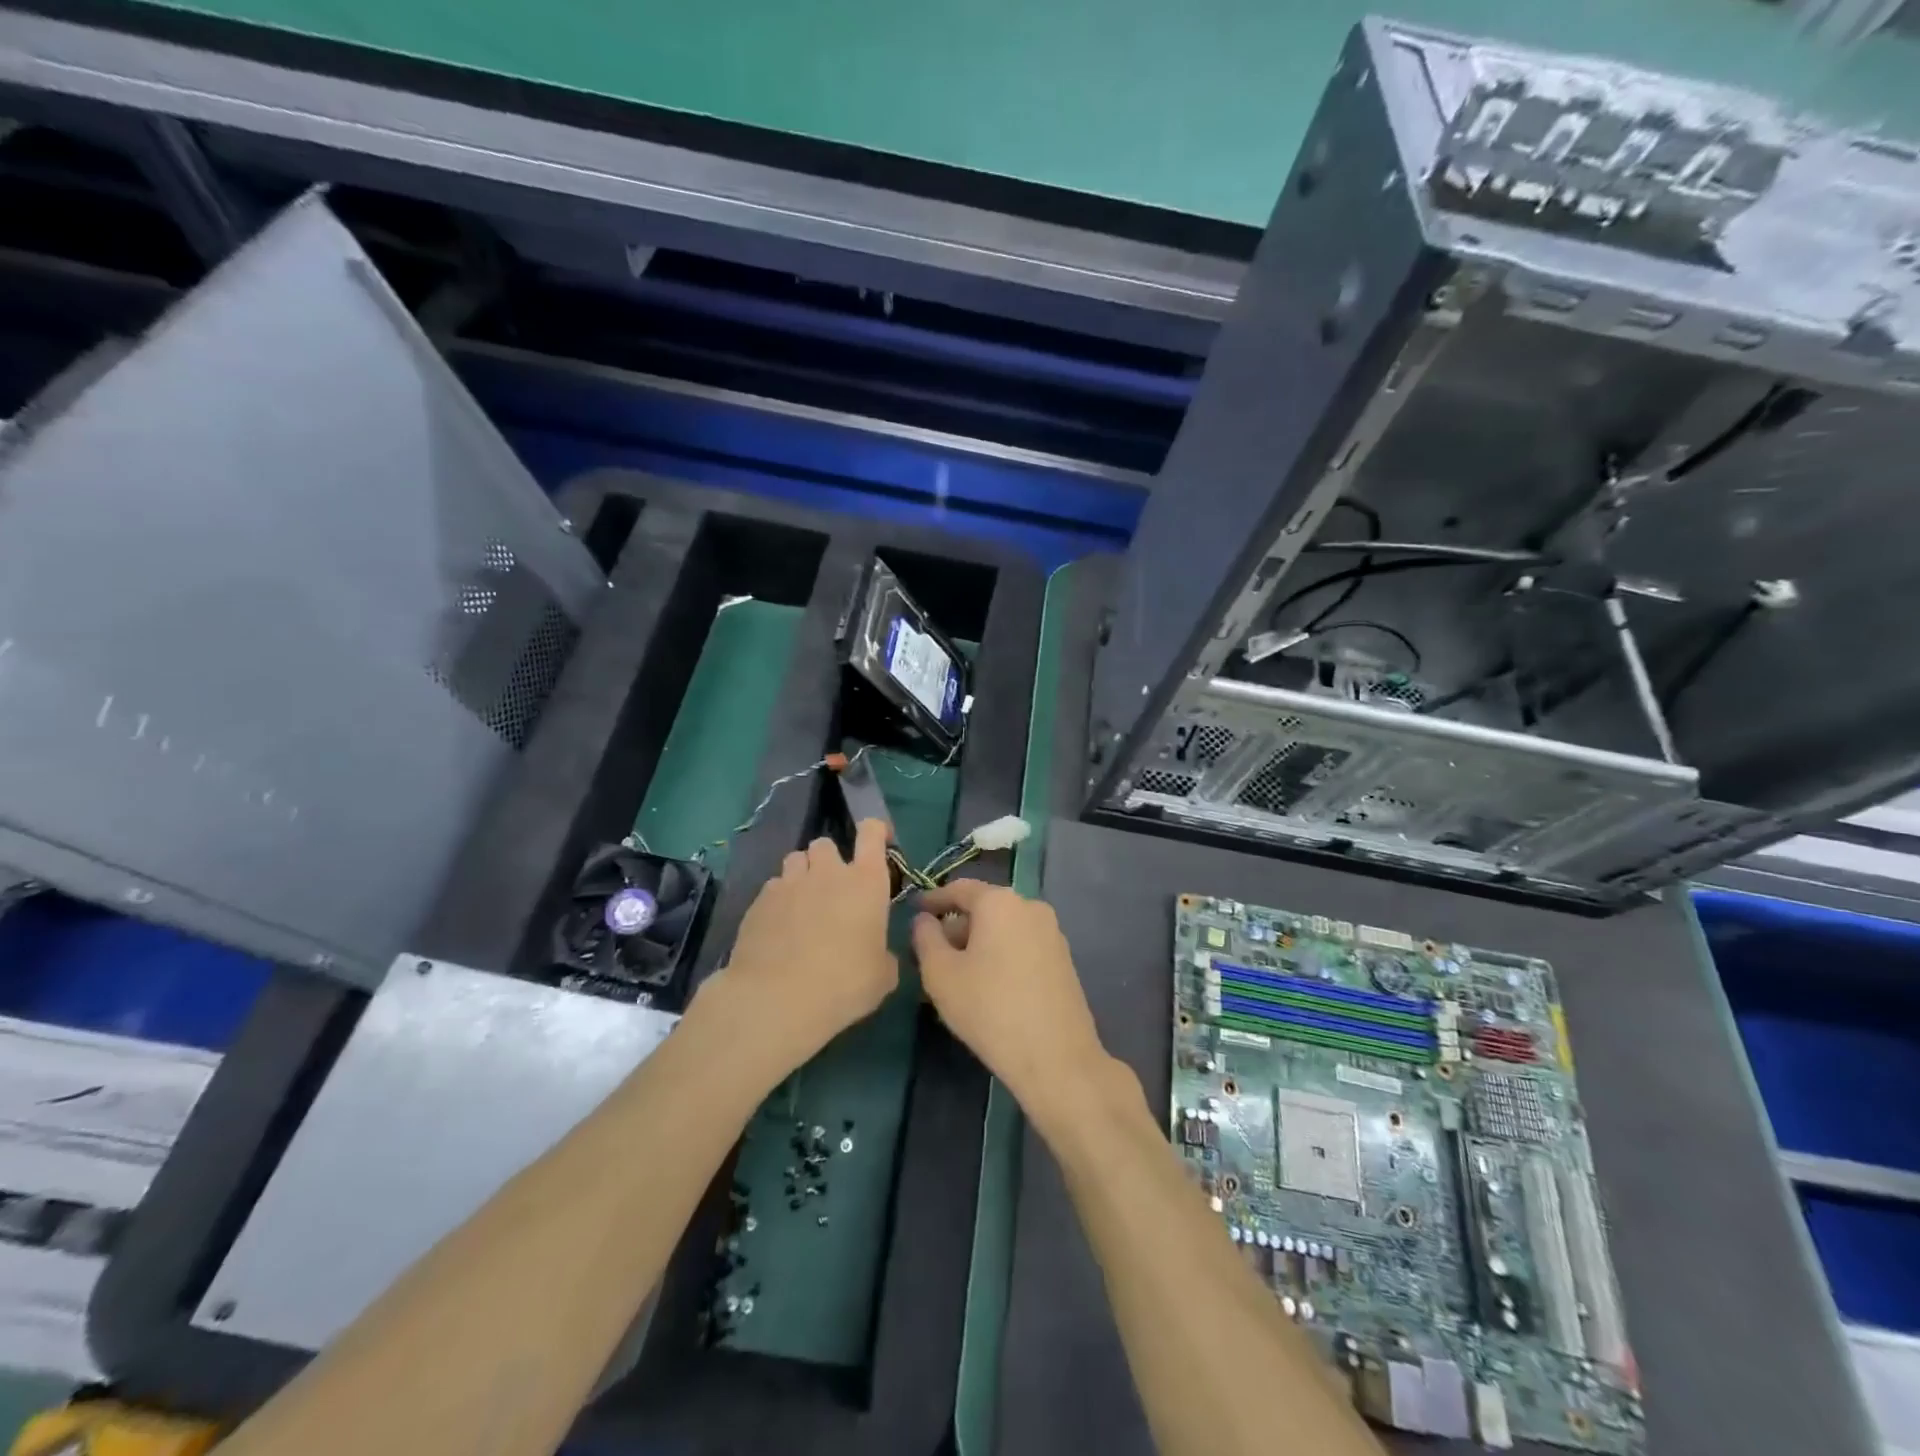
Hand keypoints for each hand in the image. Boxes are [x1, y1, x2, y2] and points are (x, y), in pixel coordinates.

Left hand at [698, 819, 898, 1082]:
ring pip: (795, 860)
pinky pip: (772, 888)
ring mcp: (789, 883)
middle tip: (832, 890)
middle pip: (825, 843)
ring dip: (802, 875)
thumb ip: (883, 955)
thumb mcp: (882, 977)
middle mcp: (828, 872)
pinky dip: (778, 900)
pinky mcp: (758, 901)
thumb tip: (878, 954)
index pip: (872, 833)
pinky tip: (777, 928)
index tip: (877, 842)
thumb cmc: (844, 985)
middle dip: (829, 860)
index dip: (876, 831)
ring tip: (802, 905)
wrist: (777, 999)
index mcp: (866, 882)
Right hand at [911, 880, 1112, 1122]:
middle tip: (931, 955)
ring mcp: (1052, 933)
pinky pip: (1021, 946)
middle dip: (956, 928)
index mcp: (1000, 901)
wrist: (1056, 1057)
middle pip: (984, 909)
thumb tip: (925, 920)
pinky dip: (1000, 956)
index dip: (933, 899)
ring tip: (956, 976)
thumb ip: (925, 939)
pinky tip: (987, 987)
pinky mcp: (1063, 960)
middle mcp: (1030, 906)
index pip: (959, 889)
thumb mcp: (940, 974)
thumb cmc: (989, 1009)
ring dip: (978, 945)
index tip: (914, 911)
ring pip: (1003, 929)